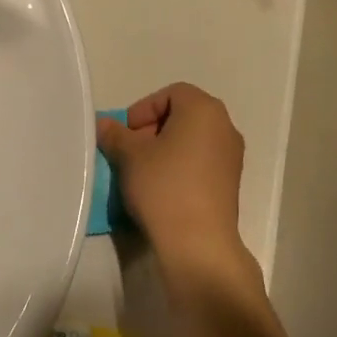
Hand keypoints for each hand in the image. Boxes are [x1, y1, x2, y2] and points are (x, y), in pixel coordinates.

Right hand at [97, 83, 246, 269]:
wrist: (198, 242)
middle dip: (152, 129)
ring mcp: (232, 155)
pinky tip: (163, 190)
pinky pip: (201, 162)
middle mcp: (225, 126)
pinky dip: (181, 166)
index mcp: (204, 109)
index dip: (143, 109)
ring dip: (165, 150)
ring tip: (143, 173)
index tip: (125, 134)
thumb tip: (104, 124)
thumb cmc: (164, 186)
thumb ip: (115, 134)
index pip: (171, 93)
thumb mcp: (130, 157)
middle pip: (183, 115)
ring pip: (192, 140)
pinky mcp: (231, 182)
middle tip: (130, 153)